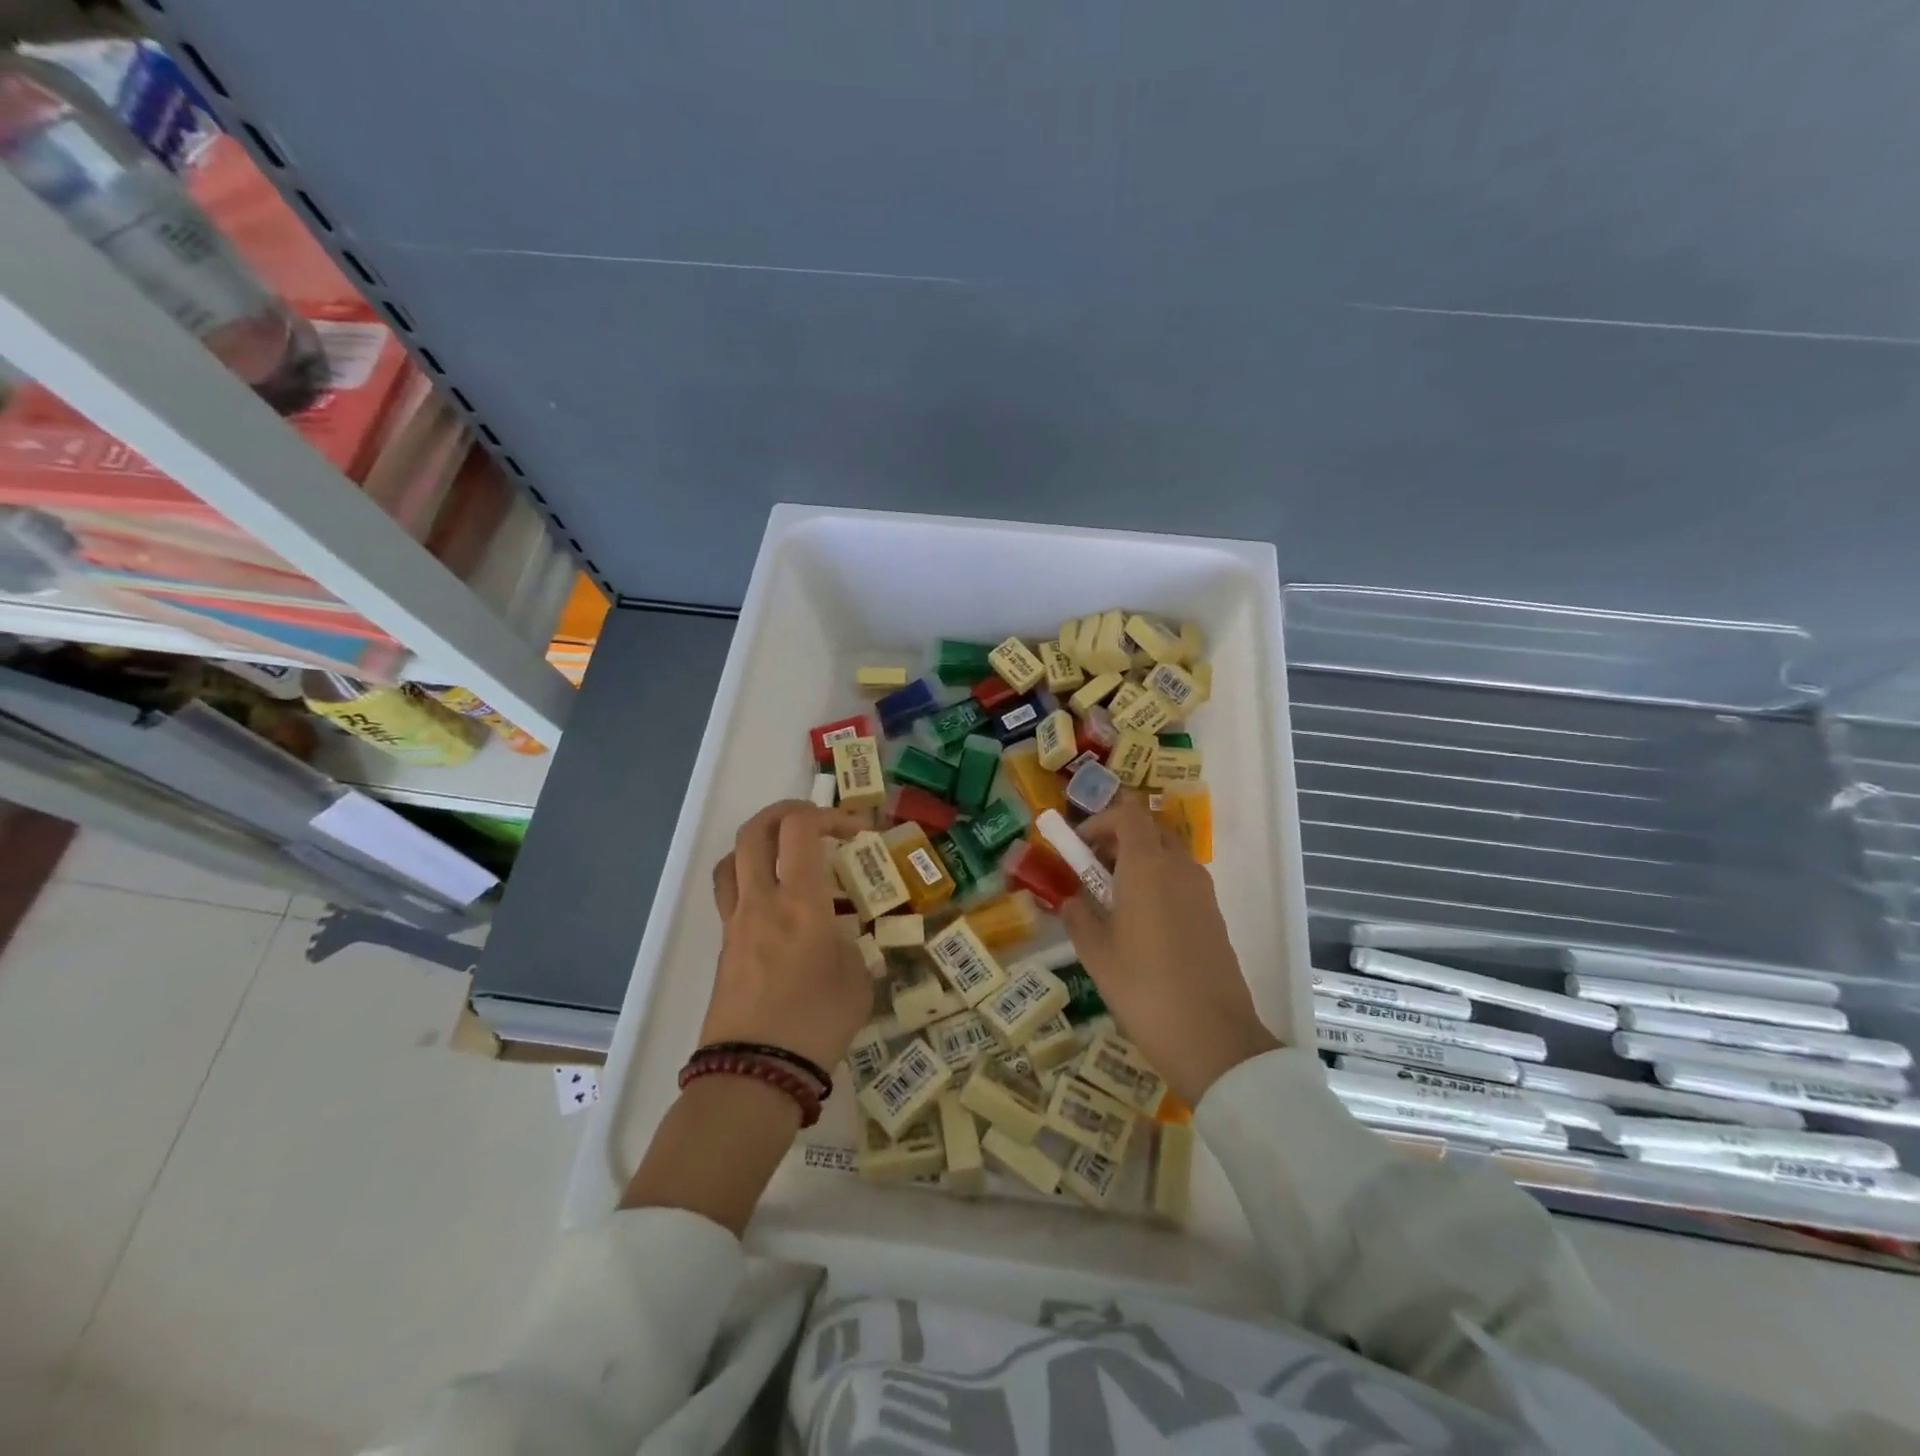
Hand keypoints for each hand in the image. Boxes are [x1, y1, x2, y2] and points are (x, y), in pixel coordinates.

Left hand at [701, 799, 873, 1072]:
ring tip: (787, 855)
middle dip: (786, 812)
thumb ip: (848, 945)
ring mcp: (737, 921)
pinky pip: (731, 891)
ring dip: (761, 841)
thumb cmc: (816, 1026)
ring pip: (734, 856)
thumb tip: (836, 937)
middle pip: (756, 830)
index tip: (855, 832)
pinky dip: (752, 878)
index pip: (800, 830)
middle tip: (815, 822)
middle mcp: (763, 901)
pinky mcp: (724, 944)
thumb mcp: (856, 981)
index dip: (829, 816)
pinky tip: (777, 903)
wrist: (754, 1074)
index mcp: (802, 904)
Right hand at [1058, 799, 1279, 1103]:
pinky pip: (1181, 882)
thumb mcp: (1095, 953)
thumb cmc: (1143, 987)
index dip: (1100, 821)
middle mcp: (1179, 867)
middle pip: (1150, 831)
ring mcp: (1203, 892)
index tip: (1079, 846)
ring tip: (1112, 902)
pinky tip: (1141, 925)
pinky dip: (1158, 885)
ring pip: (1168, 856)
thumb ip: (1078, 916)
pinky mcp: (1214, 916)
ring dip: (1139, 863)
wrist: (1212, 1038)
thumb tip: (1072, 900)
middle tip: (1092, 871)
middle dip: (1118, 840)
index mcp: (1147, 866)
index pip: (1128, 814)